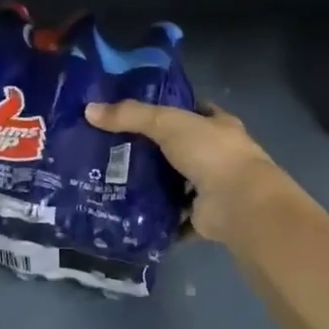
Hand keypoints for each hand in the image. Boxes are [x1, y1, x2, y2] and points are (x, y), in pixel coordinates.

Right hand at [85, 99, 283, 241]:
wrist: (239, 204)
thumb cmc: (210, 153)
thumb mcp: (167, 123)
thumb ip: (130, 116)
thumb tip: (89, 110)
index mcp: (219, 127)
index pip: (194, 111)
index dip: (171, 110)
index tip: (138, 113)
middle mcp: (219, 155)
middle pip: (183, 148)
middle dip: (156, 150)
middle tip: (115, 150)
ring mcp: (214, 187)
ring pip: (179, 183)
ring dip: (156, 185)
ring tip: (116, 182)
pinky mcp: (204, 216)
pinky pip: (176, 216)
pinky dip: (159, 218)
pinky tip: (131, 215)